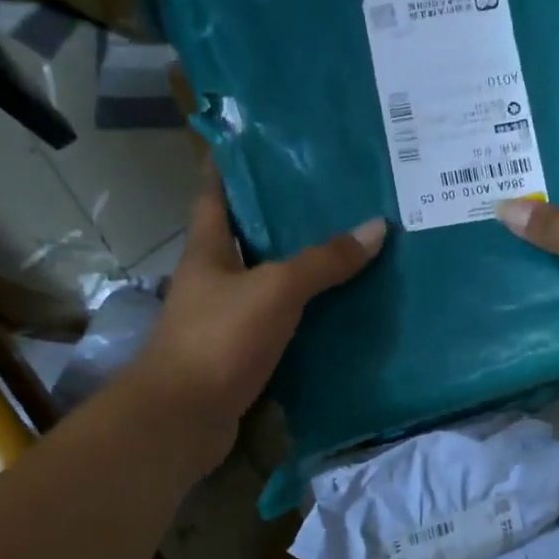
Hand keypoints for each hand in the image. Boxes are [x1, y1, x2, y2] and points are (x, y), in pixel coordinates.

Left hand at [123, 168, 385, 466]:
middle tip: (333, 194)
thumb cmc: (219, 338)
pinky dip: (305, 311)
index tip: (260, 140)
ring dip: (301, 266)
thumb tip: (376, 228)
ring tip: (349, 245)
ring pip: (268, 279)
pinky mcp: (241, 351)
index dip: (231, 163)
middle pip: (249, 235)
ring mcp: (225, 316)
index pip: (215, 192)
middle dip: (285, 216)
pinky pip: (280, 320)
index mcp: (208, 249)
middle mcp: (214, 277)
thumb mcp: (276, 289)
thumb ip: (323, 261)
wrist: (183, 418)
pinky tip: (340, 306)